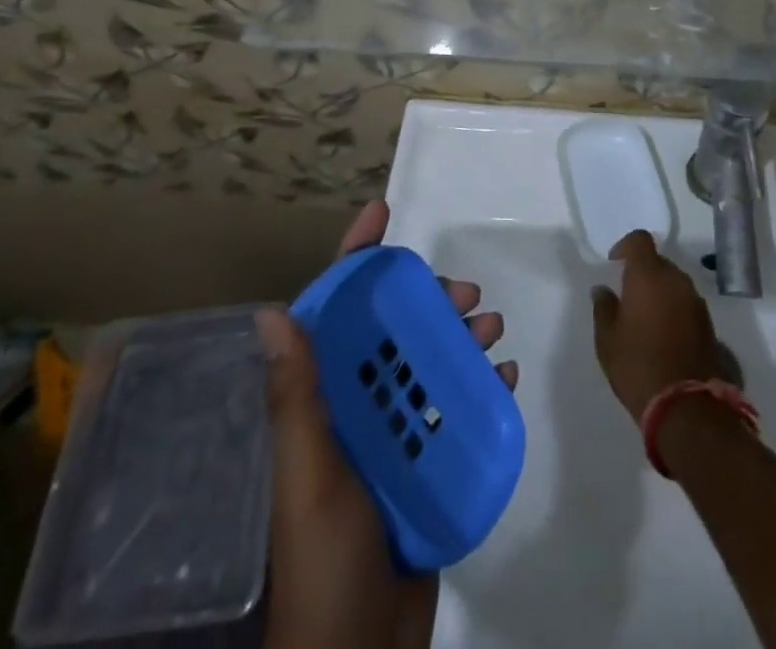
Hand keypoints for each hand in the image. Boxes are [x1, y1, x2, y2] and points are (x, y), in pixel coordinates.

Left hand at [262, 200, 517, 648]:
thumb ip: (296, 399)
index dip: (354, 260)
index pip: (333, 315)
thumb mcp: (308, 477)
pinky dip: (479, 387)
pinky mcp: (424, 467)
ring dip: (460, 339)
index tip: (381, 214)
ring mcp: (391, 438)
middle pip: (392, 332)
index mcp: (321, 402)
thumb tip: (272, 312)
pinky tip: (503, 377)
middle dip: (426, 300)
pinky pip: (453, 412)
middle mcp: (354, 409)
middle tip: (464, 295)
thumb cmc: (325, 561)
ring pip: (428, 365)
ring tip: (492, 330)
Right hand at [590, 231, 725, 423]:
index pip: (640, 240)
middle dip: (643, 272)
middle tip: (628, 295)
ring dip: (660, 291)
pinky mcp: (709, 323)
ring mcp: (696, 301)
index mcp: (649, 275)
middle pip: (658, 262)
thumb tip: (602, 290)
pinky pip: (686, 303)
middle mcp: (676, 280)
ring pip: (674, 283)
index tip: (614, 263)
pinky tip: (663, 334)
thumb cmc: (638, 366)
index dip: (626, 246)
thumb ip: (604, 308)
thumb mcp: (607, 340)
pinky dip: (674, 309)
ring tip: (645, 317)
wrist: (686, 406)